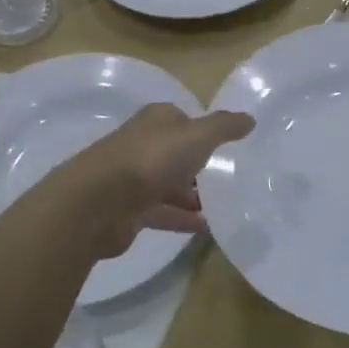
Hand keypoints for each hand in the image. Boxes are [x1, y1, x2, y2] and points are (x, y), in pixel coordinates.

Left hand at [68, 103, 254, 257]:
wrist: (99, 202)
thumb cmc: (151, 159)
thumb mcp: (197, 136)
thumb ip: (225, 127)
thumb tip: (250, 118)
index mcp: (156, 121)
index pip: (183, 120)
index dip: (203, 131)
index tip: (227, 146)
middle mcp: (143, 145)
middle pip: (175, 153)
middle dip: (198, 165)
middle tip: (229, 180)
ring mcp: (134, 179)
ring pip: (168, 184)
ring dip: (191, 194)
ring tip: (223, 208)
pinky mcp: (130, 210)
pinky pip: (163, 212)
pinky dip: (182, 219)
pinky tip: (205, 229)